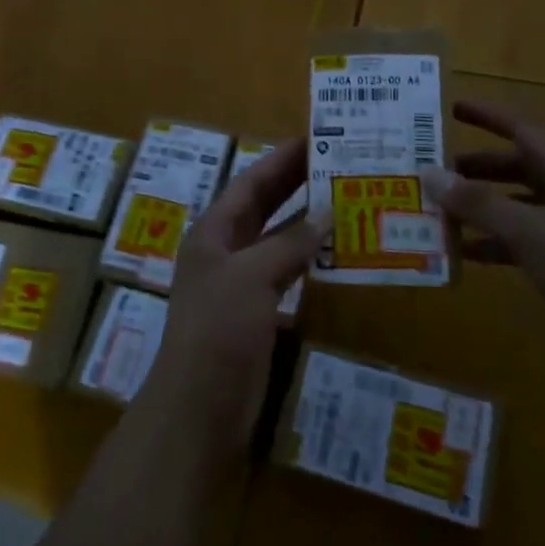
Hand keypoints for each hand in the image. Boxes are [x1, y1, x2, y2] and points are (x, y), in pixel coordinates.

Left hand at [142, 139, 317, 458]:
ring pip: (277, 239)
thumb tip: (328, 213)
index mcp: (212, 232)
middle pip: (263, 207)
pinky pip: (286, 273)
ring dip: (306, 222)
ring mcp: (239, 283)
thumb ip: (289, 243)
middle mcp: (223, 251)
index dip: (281, 160)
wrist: (200, 407)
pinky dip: (307, 259)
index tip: (315, 138)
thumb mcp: (251, 276)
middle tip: (336, 163)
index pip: (251, 183)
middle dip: (295, 184)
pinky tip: (334, 252)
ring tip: (344, 200)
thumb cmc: (218, 329)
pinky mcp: (256, 313)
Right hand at [423, 100, 544, 324]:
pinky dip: (495, 242)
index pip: (523, 129)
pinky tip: (465, 253)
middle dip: (479, 167)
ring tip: (442, 209)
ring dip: (483, 206)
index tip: (453, 109)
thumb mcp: (528, 231)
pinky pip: (524, 240)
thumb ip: (479, 203)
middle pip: (519, 167)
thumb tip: (430, 174)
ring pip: (519, 205)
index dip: (488, 117)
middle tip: (439, 169)